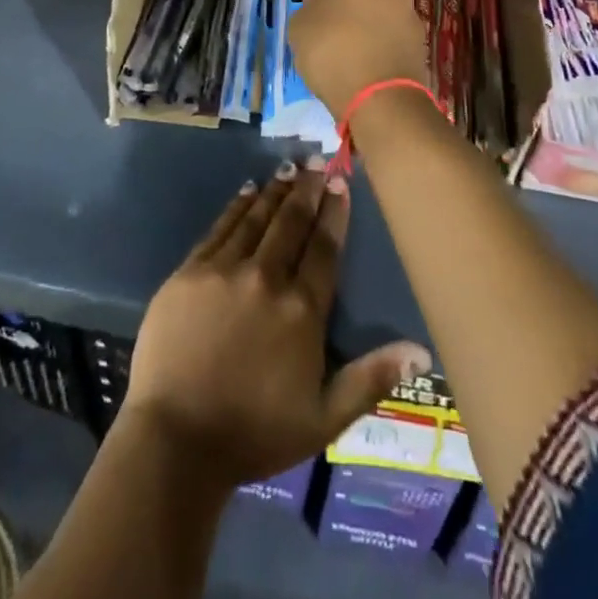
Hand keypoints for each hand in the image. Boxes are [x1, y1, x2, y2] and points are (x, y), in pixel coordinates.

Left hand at [121, 158, 430, 487]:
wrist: (176, 439)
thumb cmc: (255, 433)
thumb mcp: (324, 419)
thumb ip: (371, 379)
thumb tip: (421, 351)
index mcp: (302, 310)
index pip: (324, 248)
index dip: (334, 212)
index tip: (340, 181)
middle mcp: (267, 278)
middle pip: (291, 223)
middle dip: (307, 189)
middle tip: (316, 159)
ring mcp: (225, 270)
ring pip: (256, 218)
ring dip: (275, 190)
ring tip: (288, 166)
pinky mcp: (190, 272)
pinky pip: (220, 228)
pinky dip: (237, 207)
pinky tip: (246, 191)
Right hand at [288, 0, 430, 113]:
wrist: (381, 96)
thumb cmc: (331, 49)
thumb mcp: (298, 26)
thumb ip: (308, 9)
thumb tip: (320, 10)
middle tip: (322, 17)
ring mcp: (409, 7)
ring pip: (377, 5)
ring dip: (360, 16)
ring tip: (342, 41)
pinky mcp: (419, 37)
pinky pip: (389, 30)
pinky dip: (376, 37)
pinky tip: (361, 56)